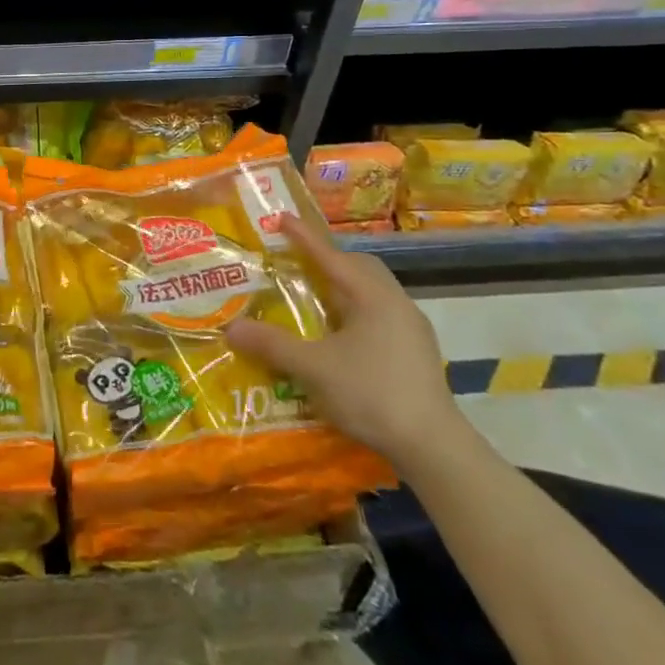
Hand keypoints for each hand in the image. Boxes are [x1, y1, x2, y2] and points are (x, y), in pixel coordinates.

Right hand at [226, 212, 469, 470]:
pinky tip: (338, 333)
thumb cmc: (372, 394)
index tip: (282, 217)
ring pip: (373, 292)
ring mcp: (411, 329)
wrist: (432, 446)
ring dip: (343, 286)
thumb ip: (272, 345)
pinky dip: (354, 310)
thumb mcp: (313, 368)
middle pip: (360, 267)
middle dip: (330, 258)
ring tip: (314, 295)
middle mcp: (396, 304)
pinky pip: (379, 314)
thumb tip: (231, 328)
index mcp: (373, 298)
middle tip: (298, 260)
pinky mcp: (415, 352)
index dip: (304, 237)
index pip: (332, 256)